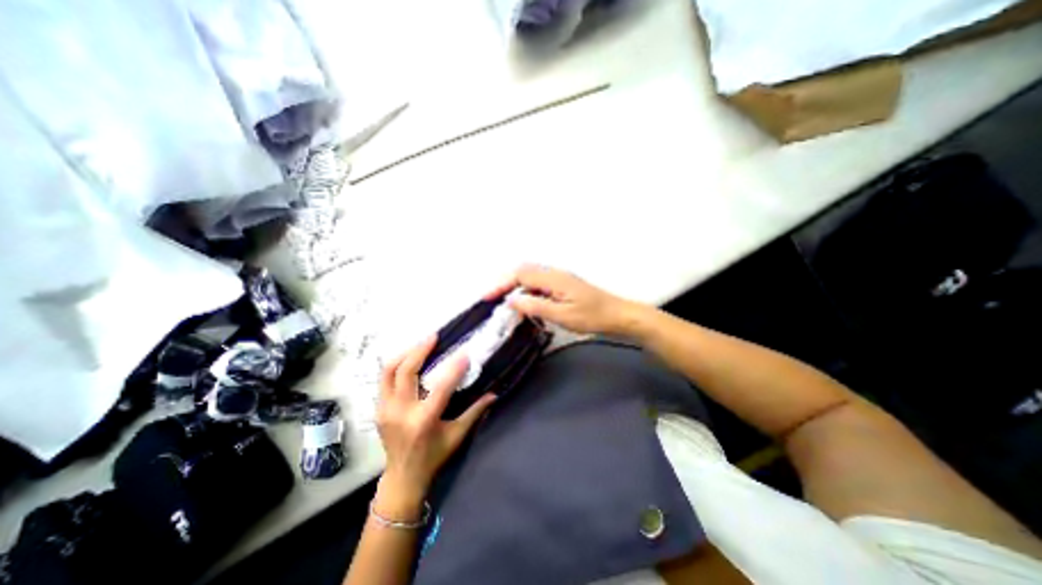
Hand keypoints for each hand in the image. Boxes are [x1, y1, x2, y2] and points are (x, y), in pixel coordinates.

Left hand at [374, 335, 494, 518]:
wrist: (402, 478)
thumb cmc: (434, 457)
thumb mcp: (457, 436)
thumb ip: (475, 413)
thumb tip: (494, 394)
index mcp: (423, 420)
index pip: (440, 387)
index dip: (454, 368)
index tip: (464, 353)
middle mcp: (401, 412)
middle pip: (405, 372)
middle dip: (420, 350)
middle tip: (433, 336)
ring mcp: (385, 410)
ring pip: (388, 372)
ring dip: (404, 354)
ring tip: (419, 343)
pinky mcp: (379, 409)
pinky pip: (384, 380)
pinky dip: (395, 365)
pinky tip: (408, 357)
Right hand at [492, 262, 642, 335]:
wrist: (618, 315)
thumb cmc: (593, 317)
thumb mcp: (563, 315)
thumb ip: (536, 306)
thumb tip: (512, 299)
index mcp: (553, 278)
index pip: (520, 274)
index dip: (501, 283)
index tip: (487, 296)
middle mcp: (554, 274)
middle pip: (523, 271)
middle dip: (505, 282)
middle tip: (492, 298)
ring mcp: (559, 279)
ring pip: (530, 277)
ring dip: (515, 286)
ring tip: (504, 302)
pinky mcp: (563, 286)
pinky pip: (538, 284)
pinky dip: (526, 291)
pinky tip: (526, 304)